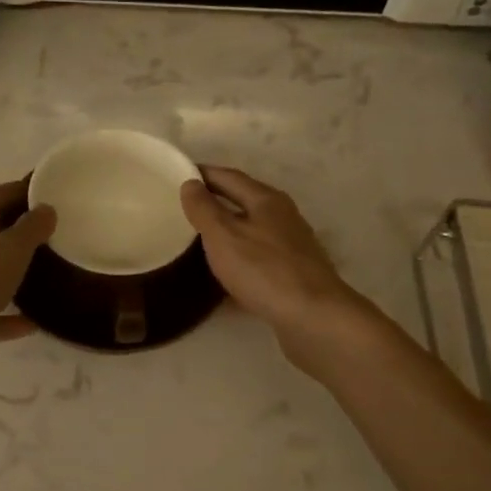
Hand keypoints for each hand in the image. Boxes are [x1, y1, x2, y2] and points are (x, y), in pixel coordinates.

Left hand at [0, 180, 55, 393]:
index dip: (13, 192)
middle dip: (10, 234)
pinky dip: (6, 318)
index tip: (39, 190)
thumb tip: (45, 209)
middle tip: (44, 234)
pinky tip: (31, 324)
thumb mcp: (7, 253)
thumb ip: (29, 230)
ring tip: (40, 277)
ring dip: (8, 277)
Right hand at [180, 167, 381, 372]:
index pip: (229, 177)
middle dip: (215, 201)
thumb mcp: (223, 236)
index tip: (177, 176)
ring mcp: (292, 246)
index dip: (203, 174)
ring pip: (252, 231)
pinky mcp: (294, 274)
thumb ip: (204, 209)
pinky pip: (258, 259)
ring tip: (200, 240)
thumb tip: (191, 183)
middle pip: (244, 201)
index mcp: (266, 200)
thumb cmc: (264, 270)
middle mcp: (283, 216)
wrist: (313, 317)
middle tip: (184, 208)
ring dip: (228, 231)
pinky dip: (239, 260)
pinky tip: (225, 276)